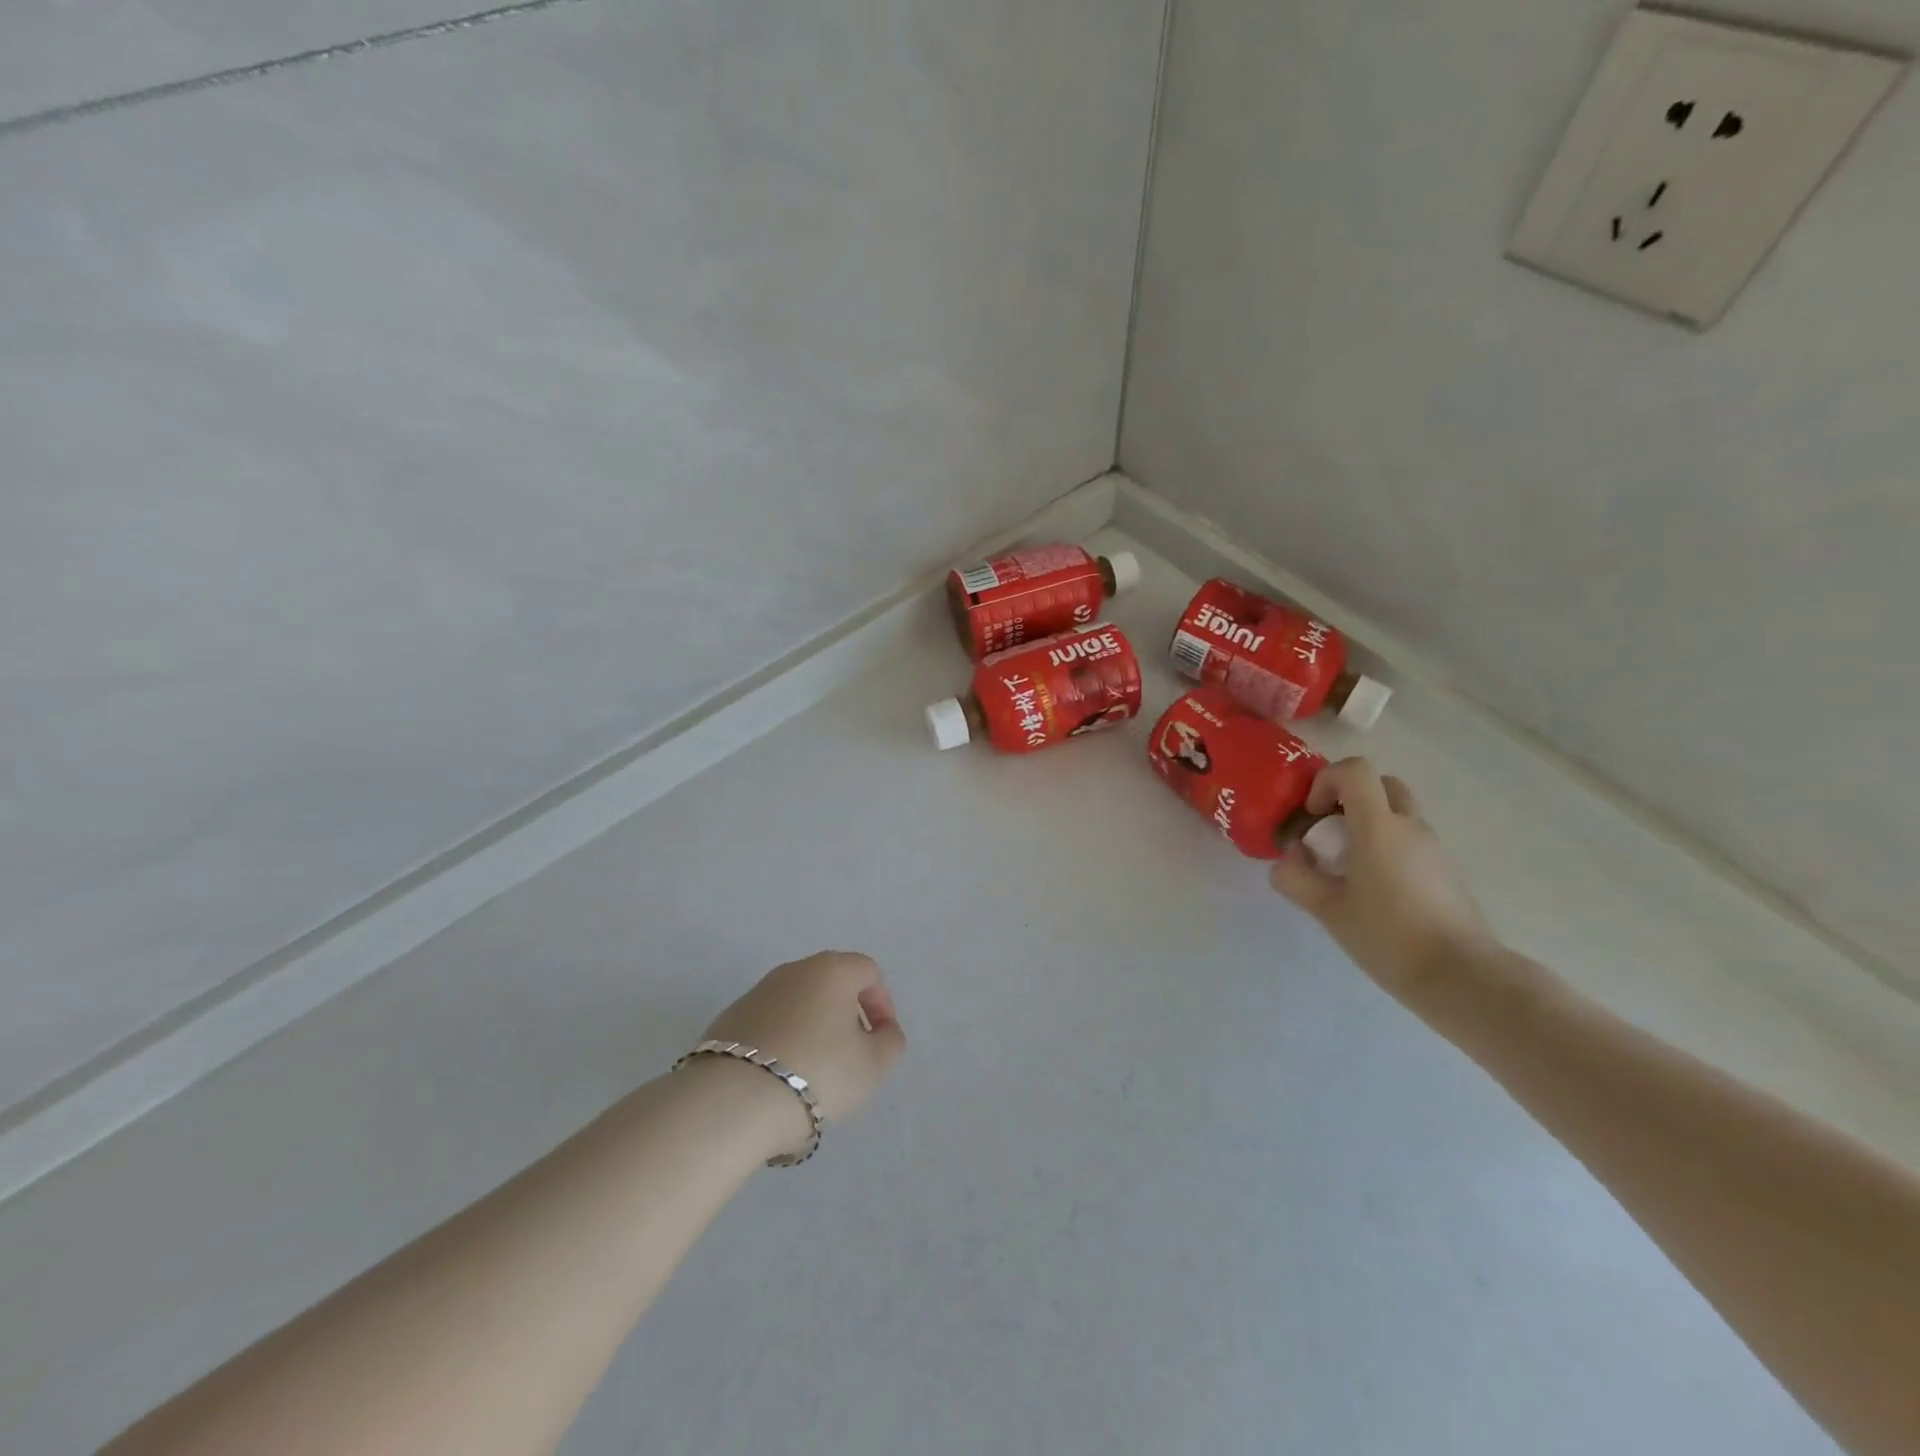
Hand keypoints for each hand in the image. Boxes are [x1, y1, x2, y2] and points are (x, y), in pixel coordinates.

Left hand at [700, 952, 905, 1155]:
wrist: (732, 1101)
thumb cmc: (817, 1073)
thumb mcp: (873, 1065)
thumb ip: (889, 1041)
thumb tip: (881, 1029)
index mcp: (831, 970)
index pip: (868, 971)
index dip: (881, 1002)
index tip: (880, 1038)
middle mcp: (793, 970)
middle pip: (830, 984)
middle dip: (845, 1015)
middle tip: (850, 1055)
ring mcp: (756, 993)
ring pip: (797, 1004)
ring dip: (811, 1029)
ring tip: (813, 1073)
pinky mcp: (728, 1020)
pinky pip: (768, 1025)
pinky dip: (781, 1042)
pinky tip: (778, 1079)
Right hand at [1270, 759, 1492, 1002]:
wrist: (1462, 977)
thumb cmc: (1388, 937)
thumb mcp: (1327, 910)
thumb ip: (1296, 878)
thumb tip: (1288, 859)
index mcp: (1379, 827)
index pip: (1355, 771)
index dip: (1326, 781)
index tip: (1313, 816)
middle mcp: (1410, 827)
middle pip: (1381, 785)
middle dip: (1349, 798)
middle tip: (1329, 832)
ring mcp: (1434, 847)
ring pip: (1397, 813)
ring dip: (1368, 824)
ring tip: (1348, 868)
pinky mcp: (1446, 870)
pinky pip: (1410, 840)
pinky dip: (1387, 847)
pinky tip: (1375, 889)